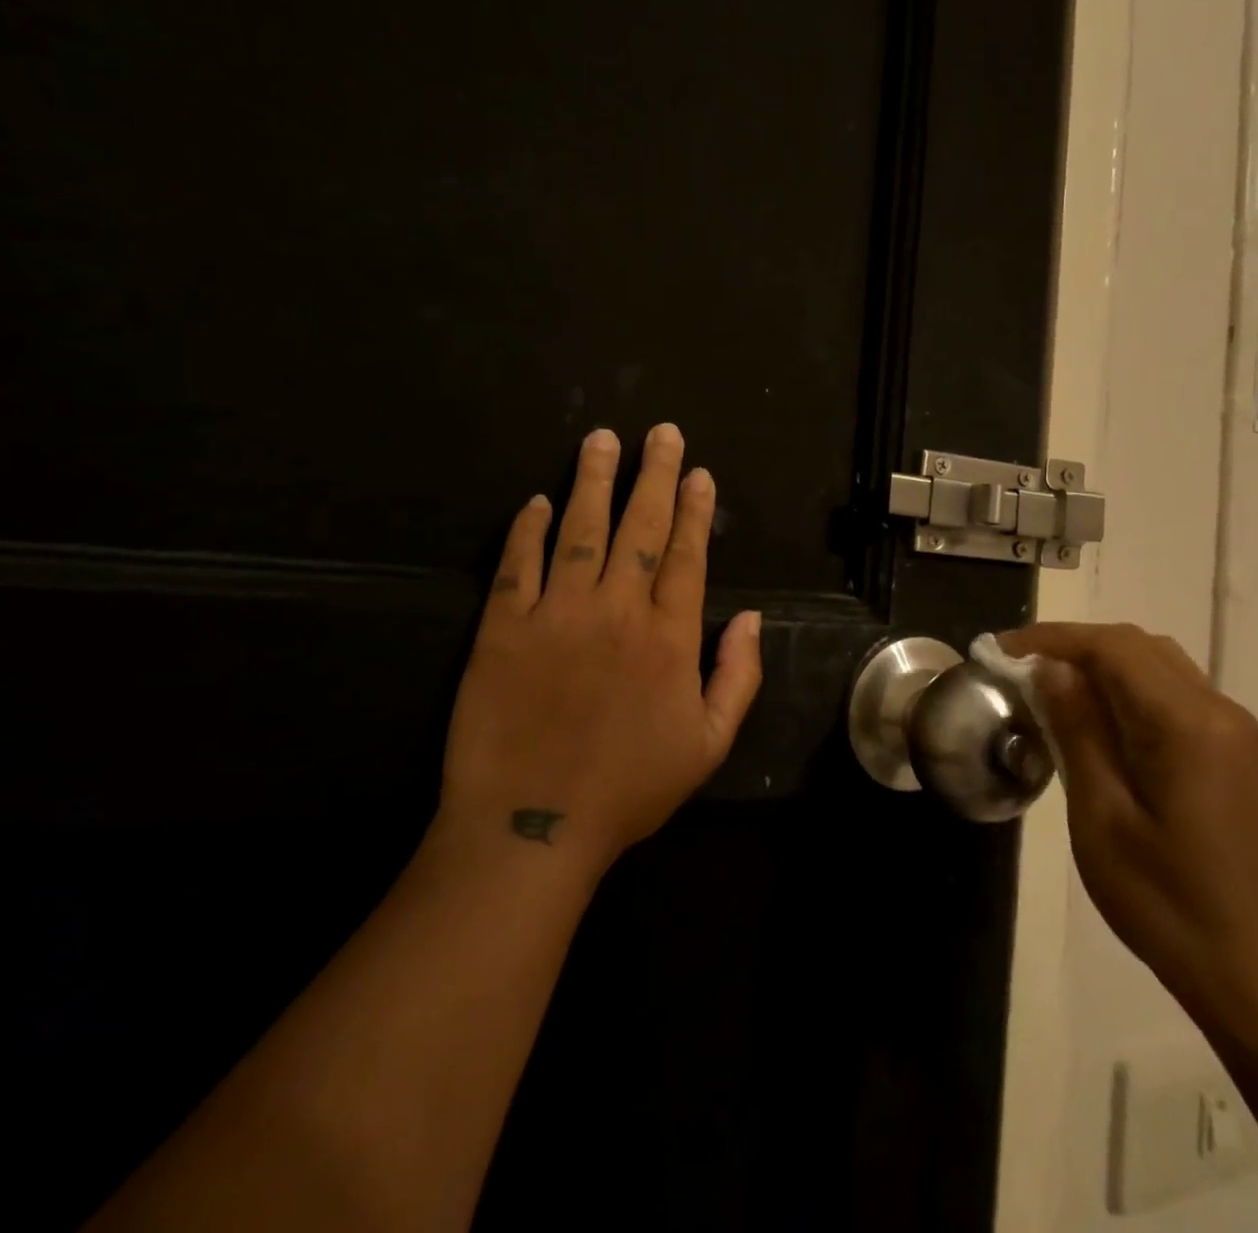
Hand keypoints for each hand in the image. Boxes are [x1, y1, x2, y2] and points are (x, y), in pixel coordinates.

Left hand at [435, 424, 762, 875]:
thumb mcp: (708, 745)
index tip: (699, 472)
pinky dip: (527, 529)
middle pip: (640, 526)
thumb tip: (754, 618)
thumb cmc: (628, 789)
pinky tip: (535, 501)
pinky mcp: (503, 628)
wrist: (533, 826)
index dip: (695, 510)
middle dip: (654, 474)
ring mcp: (557, 614)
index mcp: (669, 637)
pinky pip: (517, 565)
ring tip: (600, 439)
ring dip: (592, 481)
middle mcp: (617, 610)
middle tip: (661, 432)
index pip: (687, 555)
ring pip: (580, 530)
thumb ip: (738, 676)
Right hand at [999, 622, 1257, 1026]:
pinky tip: (1088, 709)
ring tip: (1044, 681)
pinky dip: (1121, 683)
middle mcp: (1217, 711)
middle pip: (1136, 646)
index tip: (1001, 649)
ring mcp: (1228, 728)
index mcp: (1187, 726)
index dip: (1053, 639)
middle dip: (1072, 644)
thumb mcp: (1100, 814)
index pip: (1114, 649)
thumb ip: (1077, 730)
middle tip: (1016, 665)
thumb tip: (1050, 667)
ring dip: (1096, 660)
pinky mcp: (1225, 746)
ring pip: (1153, 661)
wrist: (1241, 967)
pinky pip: (1167, 688)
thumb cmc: (1159, 898)